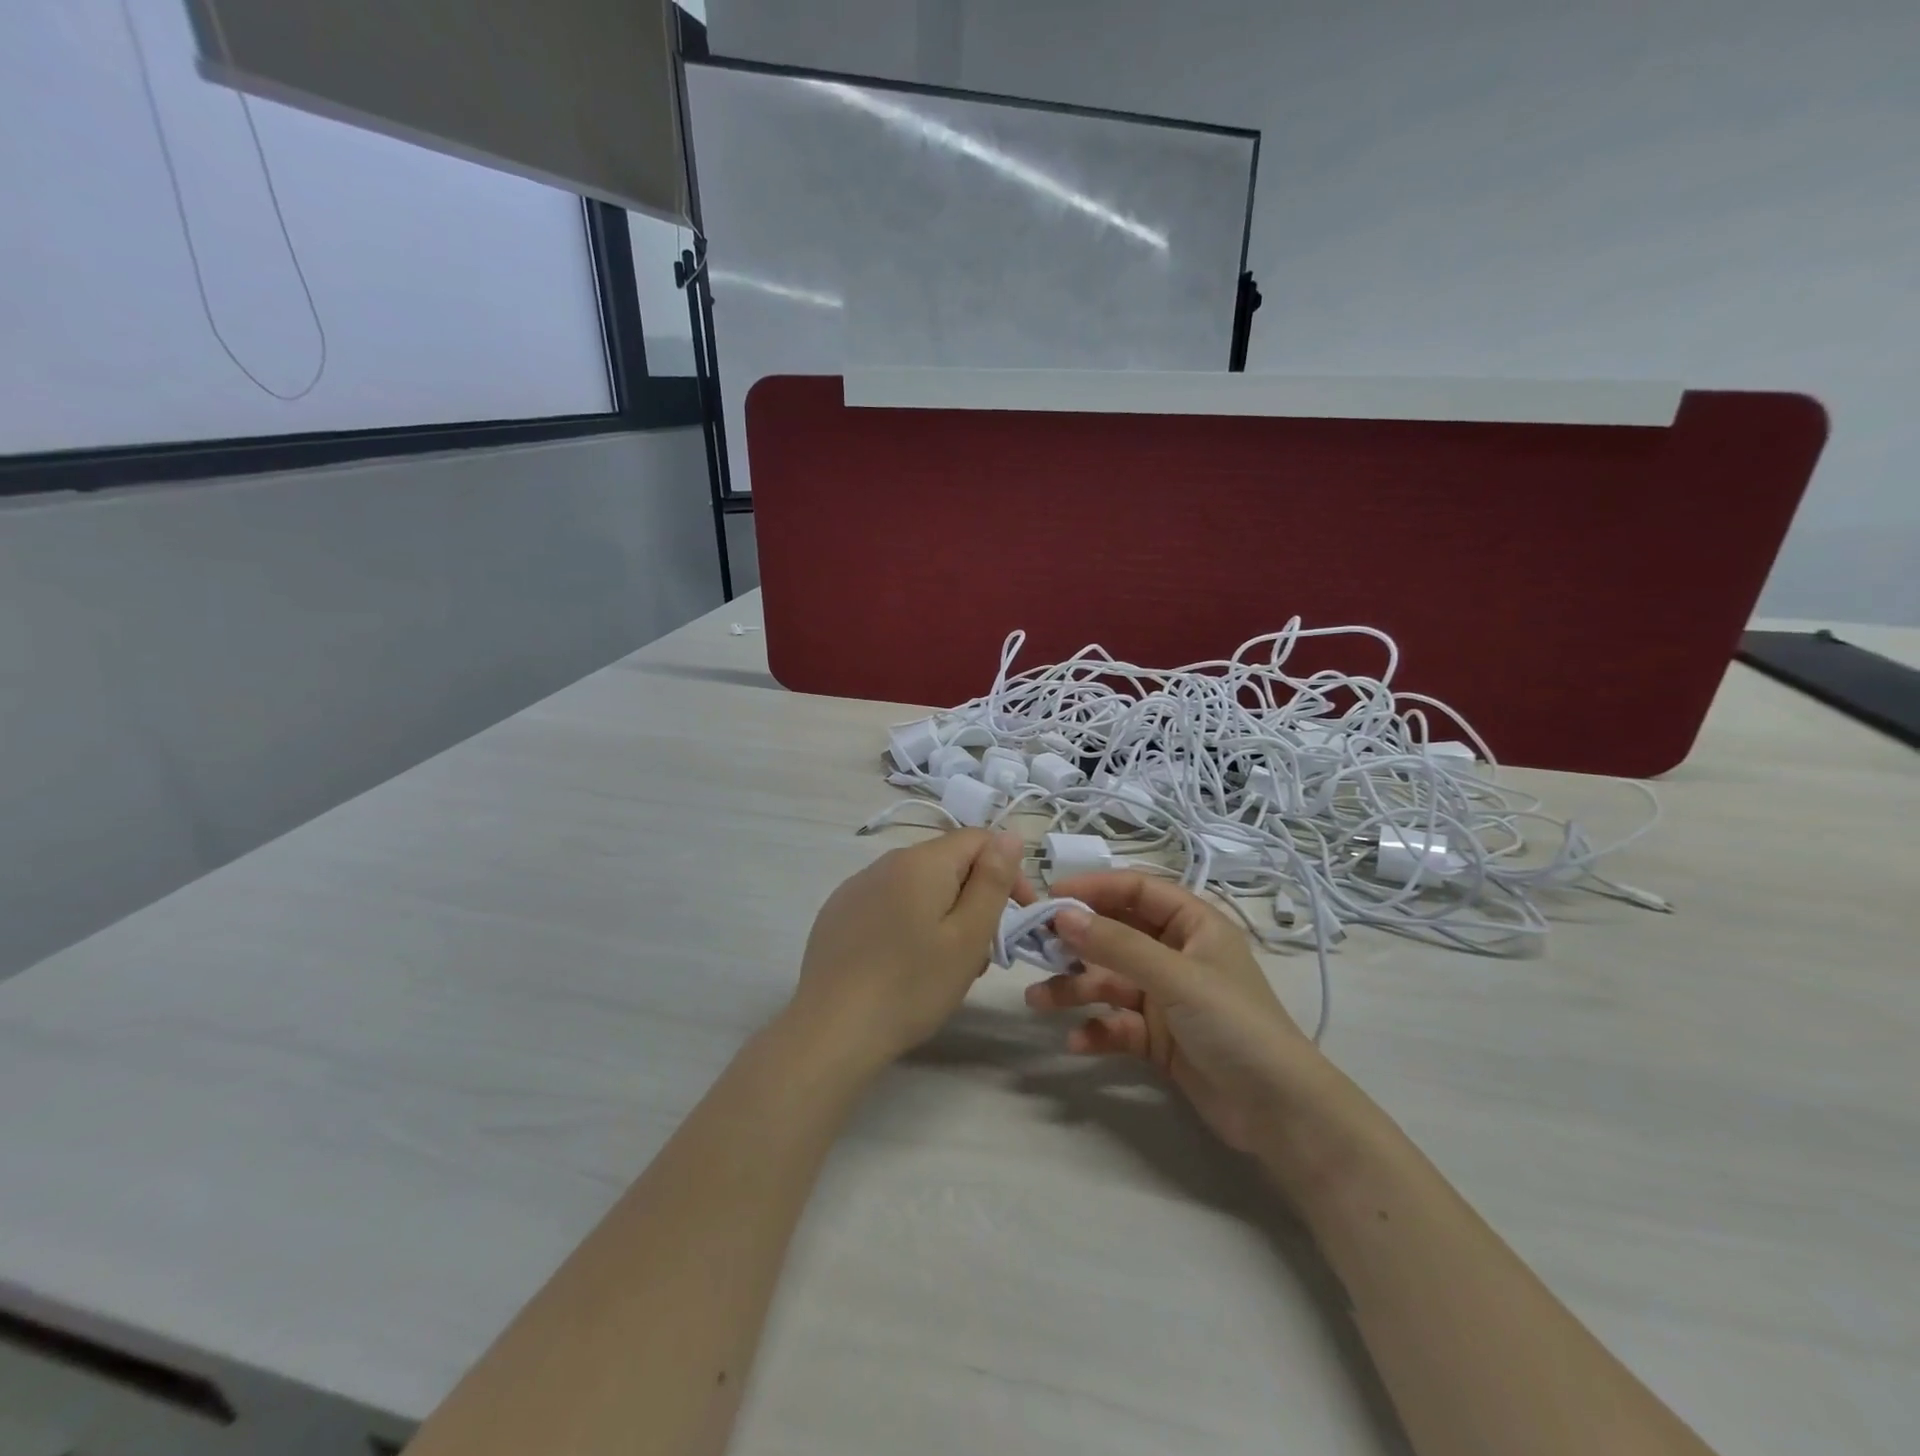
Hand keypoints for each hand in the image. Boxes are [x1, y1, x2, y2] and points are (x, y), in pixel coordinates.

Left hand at [788, 830, 1027, 1073]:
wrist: (831, 1030)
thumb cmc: (912, 985)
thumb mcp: (968, 936)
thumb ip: (992, 881)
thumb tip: (1010, 836)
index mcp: (922, 861)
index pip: (978, 840)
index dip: (1007, 871)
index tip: (1018, 914)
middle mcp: (886, 862)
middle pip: (947, 863)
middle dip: (974, 898)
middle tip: (982, 952)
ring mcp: (856, 887)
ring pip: (917, 886)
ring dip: (942, 913)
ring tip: (945, 965)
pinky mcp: (838, 913)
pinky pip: (887, 904)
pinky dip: (908, 923)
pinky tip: (903, 965)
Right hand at [1025, 873, 1326, 1159]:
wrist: (1280, 1113)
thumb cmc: (1235, 1025)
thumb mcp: (1177, 978)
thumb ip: (1118, 945)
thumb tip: (1062, 915)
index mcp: (1193, 925)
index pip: (1136, 890)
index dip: (1094, 888)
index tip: (1050, 896)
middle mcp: (1176, 954)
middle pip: (1116, 934)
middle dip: (1076, 942)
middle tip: (1033, 947)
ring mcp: (1166, 997)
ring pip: (1110, 981)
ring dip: (1075, 988)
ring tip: (1036, 1000)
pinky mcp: (1159, 1038)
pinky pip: (1117, 1023)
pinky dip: (1096, 1029)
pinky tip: (1076, 1043)